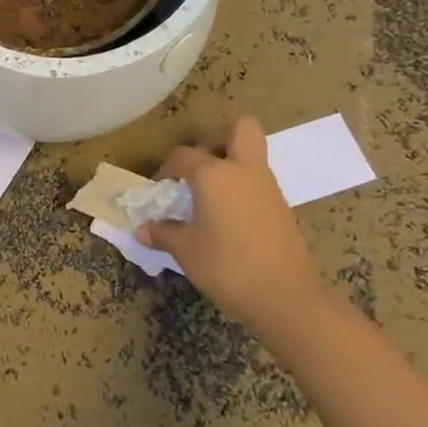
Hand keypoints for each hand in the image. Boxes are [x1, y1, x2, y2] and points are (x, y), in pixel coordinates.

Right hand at [138, 117, 326, 333]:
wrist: (285, 297)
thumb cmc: (226, 266)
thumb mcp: (185, 250)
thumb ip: (162, 233)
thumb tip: (142, 229)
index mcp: (215, 174)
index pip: (184, 155)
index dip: (167, 169)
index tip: (160, 189)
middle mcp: (244, 170)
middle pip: (240, 129)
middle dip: (218, 139)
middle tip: (200, 167)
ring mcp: (268, 188)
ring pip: (252, 156)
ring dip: (230, 166)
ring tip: (208, 197)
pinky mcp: (282, 208)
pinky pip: (258, 183)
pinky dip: (242, 190)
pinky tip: (227, 218)